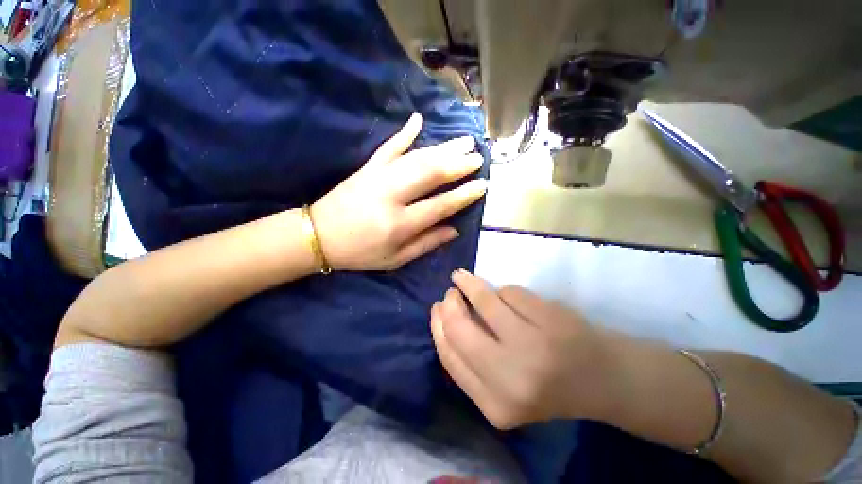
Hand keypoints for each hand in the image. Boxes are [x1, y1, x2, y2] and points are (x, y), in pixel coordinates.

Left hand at [312, 113, 486, 270]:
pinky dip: (404, 133)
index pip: (440, 205)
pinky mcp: (367, 168)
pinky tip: (418, 119)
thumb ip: (426, 243)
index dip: (464, 195)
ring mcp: (378, 177)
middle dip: (458, 164)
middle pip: (430, 174)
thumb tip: (454, 230)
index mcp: (399, 224)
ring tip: (464, 141)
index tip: (482, 185)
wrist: (318, 236)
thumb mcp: (396, 259)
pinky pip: (388, 147)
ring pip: (416, 157)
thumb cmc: (360, 253)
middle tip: (478, 157)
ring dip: (443, 148)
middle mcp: (391, 196)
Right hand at [430, 270, 611, 428]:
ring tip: (464, 279)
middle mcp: (512, 378)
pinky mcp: (551, 319)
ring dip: (469, 284)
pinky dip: (503, 291)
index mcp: (495, 405)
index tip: (437, 308)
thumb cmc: (545, 385)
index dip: (438, 326)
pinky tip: (507, 296)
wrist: (601, 380)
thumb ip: (470, 361)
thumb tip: (443, 316)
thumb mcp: (500, 390)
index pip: (449, 356)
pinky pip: (509, 292)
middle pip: (460, 327)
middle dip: (450, 303)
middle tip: (451, 292)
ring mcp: (534, 345)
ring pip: (485, 300)